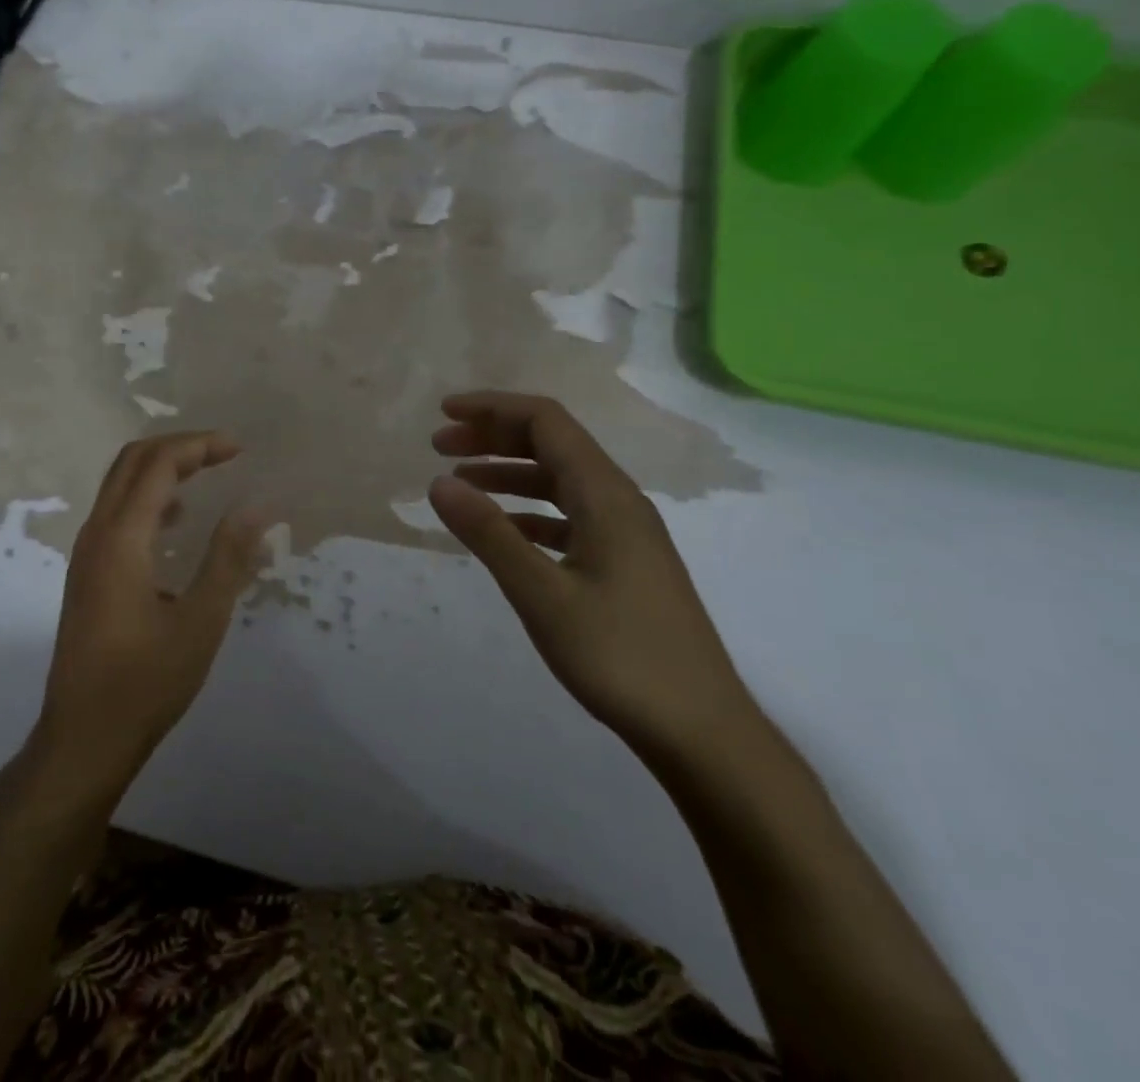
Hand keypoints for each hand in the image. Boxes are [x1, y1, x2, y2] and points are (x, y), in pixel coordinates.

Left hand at [34, 432, 268, 801]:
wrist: (83, 737)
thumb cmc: (146, 682)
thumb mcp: (201, 621)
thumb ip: (228, 558)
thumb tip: (256, 506)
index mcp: (121, 538)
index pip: (158, 464)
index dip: (199, 446)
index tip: (239, 449)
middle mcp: (96, 534)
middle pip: (132, 462)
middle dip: (179, 447)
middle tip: (224, 453)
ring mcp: (86, 553)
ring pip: (120, 485)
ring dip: (162, 469)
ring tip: (207, 476)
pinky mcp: (86, 573)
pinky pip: (116, 513)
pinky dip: (149, 498)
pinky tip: (178, 523)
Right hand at [427, 391, 757, 763]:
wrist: (701, 731)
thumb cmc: (620, 657)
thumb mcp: (542, 594)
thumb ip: (489, 533)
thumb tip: (438, 482)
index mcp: (606, 496)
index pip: (546, 421)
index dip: (493, 408)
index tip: (444, 412)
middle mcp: (619, 501)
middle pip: (552, 444)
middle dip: (494, 436)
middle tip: (440, 446)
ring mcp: (626, 534)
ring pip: (559, 480)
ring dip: (508, 472)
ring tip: (459, 482)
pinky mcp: (624, 563)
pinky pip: (568, 515)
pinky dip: (527, 510)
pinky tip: (502, 530)